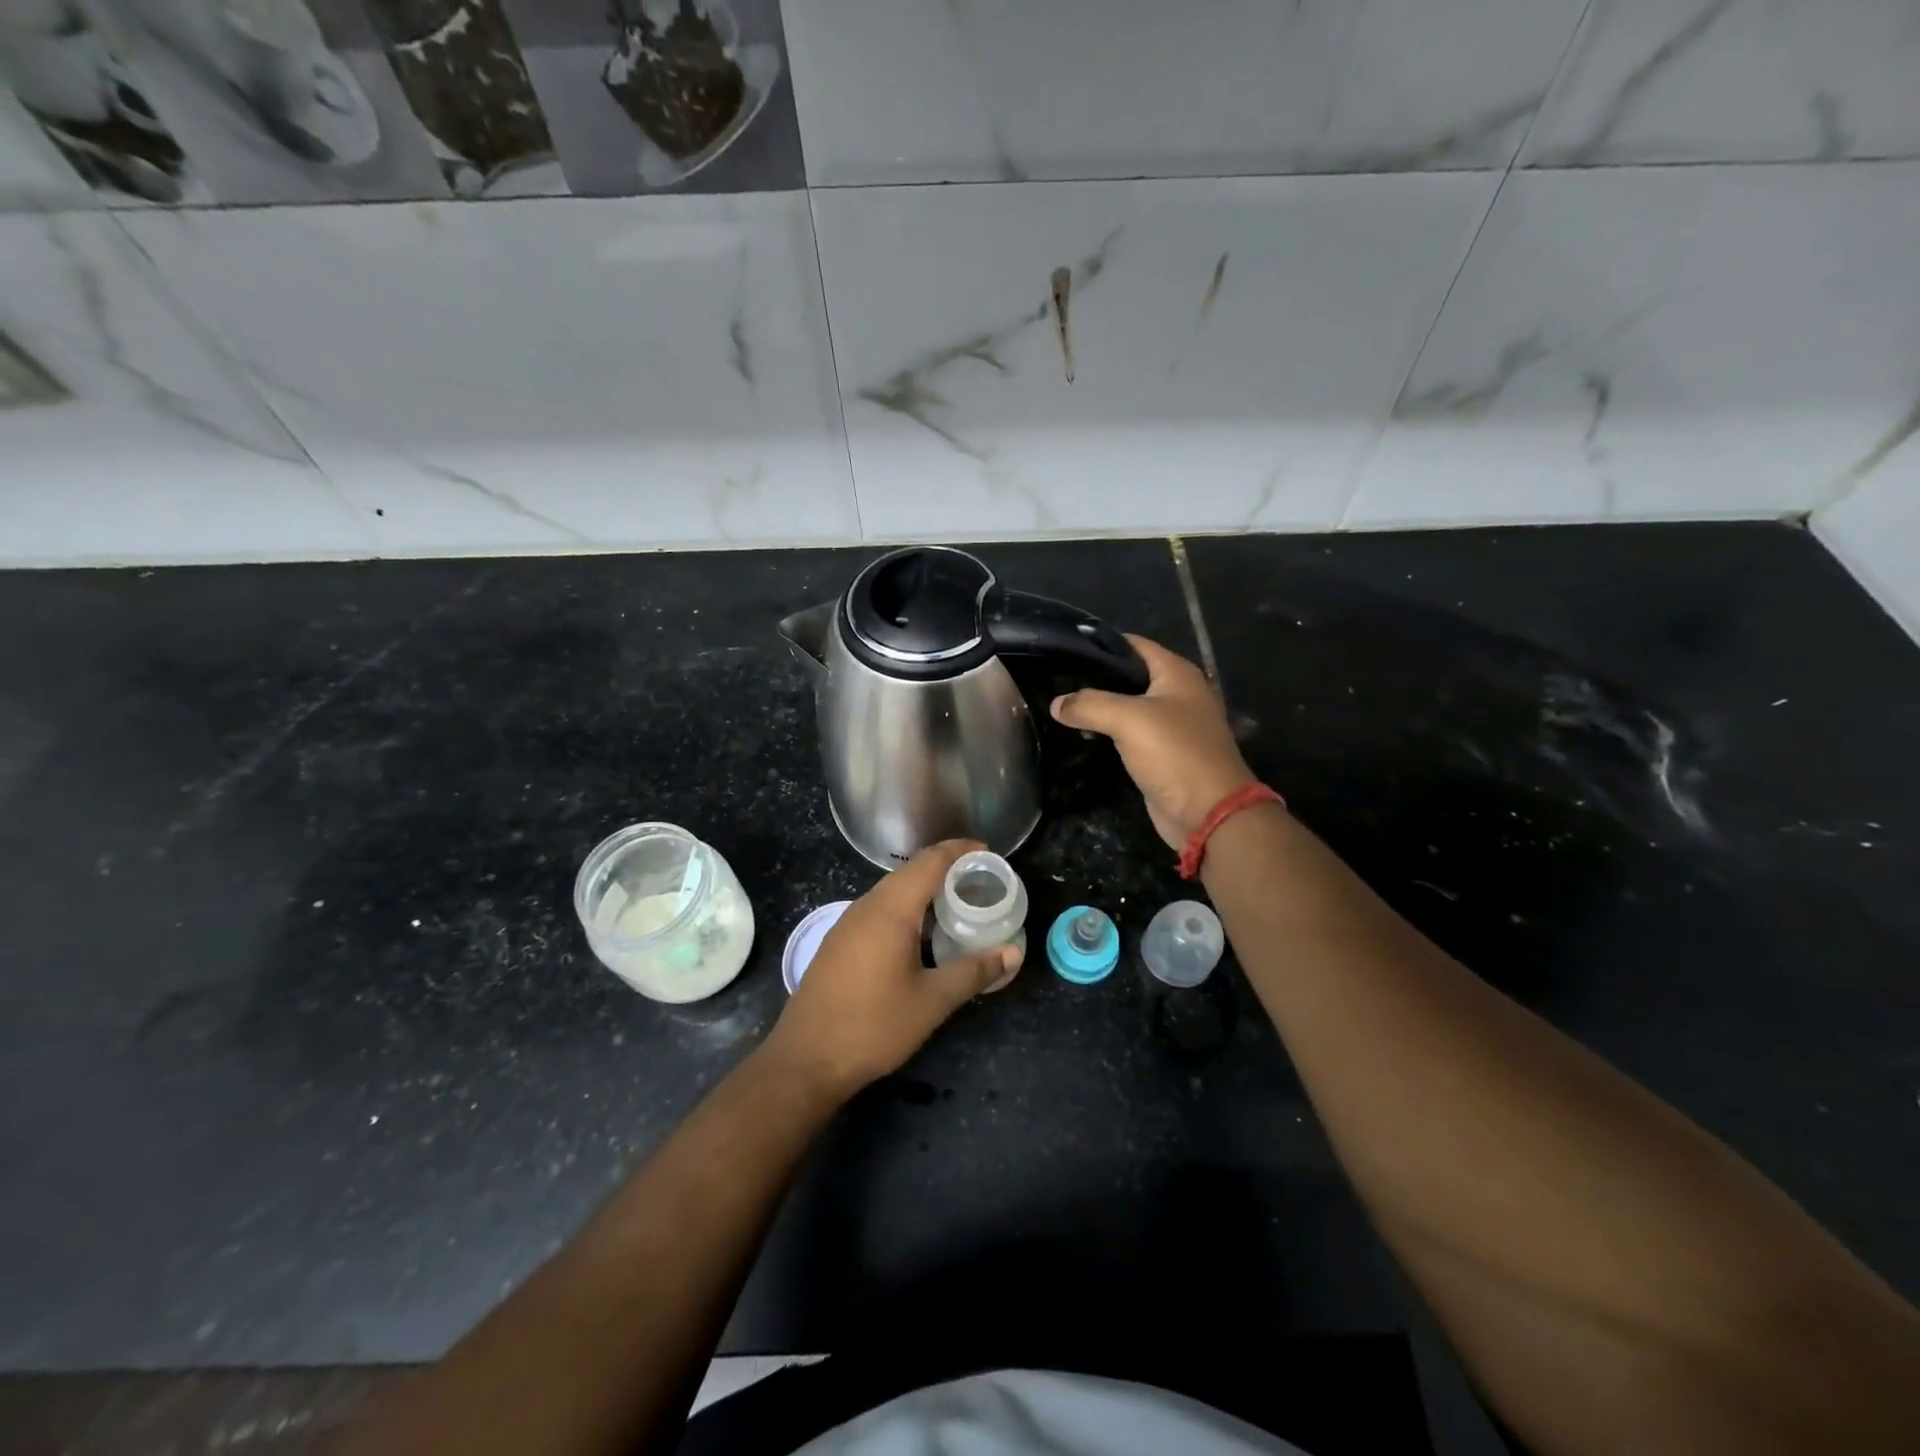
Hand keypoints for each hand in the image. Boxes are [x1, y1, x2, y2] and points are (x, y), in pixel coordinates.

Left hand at [763, 840, 1021, 1098]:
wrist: (805, 1059)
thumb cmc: (873, 1026)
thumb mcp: (932, 1001)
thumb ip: (974, 972)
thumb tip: (1014, 952)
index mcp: (891, 909)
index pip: (930, 861)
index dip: (960, 850)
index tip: (988, 853)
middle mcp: (867, 906)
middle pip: (911, 872)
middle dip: (946, 869)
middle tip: (981, 882)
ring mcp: (848, 923)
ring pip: (893, 891)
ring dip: (925, 891)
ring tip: (958, 905)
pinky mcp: (839, 942)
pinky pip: (879, 910)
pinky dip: (907, 909)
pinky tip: (922, 935)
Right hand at [1051, 635, 1258, 849]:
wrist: (1208, 813)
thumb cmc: (1175, 753)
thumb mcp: (1129, 720)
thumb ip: (1089, 705)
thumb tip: (1056, 703)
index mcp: (1176, 674)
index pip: (1133, 645)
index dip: (1100, 645)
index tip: (1063, 649)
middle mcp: (1176, 693)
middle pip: (1128, 676)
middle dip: (1094, 678)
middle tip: (1055, 681)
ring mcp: (1170, 725)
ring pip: (1126, 707)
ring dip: (1098, 708)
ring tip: (1060, 706)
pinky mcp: (1161, 753)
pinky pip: (1128, 734)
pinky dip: (1106, 733)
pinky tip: (1080, 734)